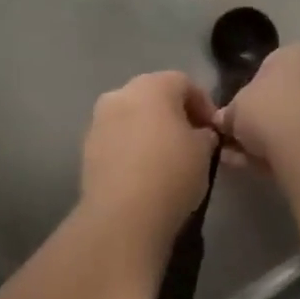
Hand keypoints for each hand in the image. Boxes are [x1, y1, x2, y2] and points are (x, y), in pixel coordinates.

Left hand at [80, 72, 220, 246]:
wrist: (122, 216)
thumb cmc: (171, 173)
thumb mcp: (203, 151)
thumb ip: (204, 134)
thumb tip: (200, 134)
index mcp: (152, 85)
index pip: (184, 83)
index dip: (203, 104)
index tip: (213, 130)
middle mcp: (121, 93)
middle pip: (154, 95)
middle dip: (174, 114)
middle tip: (191, 139)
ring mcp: (99, 120)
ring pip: (131, 116)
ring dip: (149, 129)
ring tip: (166, 157)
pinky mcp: (86, 147)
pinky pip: (116, 138)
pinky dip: (131, 146)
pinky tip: (143, 170)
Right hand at [220, 45, 299, 168]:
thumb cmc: (268, 109)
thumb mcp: (235, 108)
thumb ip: (230, 114)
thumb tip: (224, 122)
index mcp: (297, 53)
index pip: (269, 69)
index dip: (250, 95)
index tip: (238, 117)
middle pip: (285, 97)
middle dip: (263, 120)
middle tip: (240, 142)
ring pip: (296, 122)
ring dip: (273, 140)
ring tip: (247, 161)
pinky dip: (287, 152)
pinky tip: (265, 169)